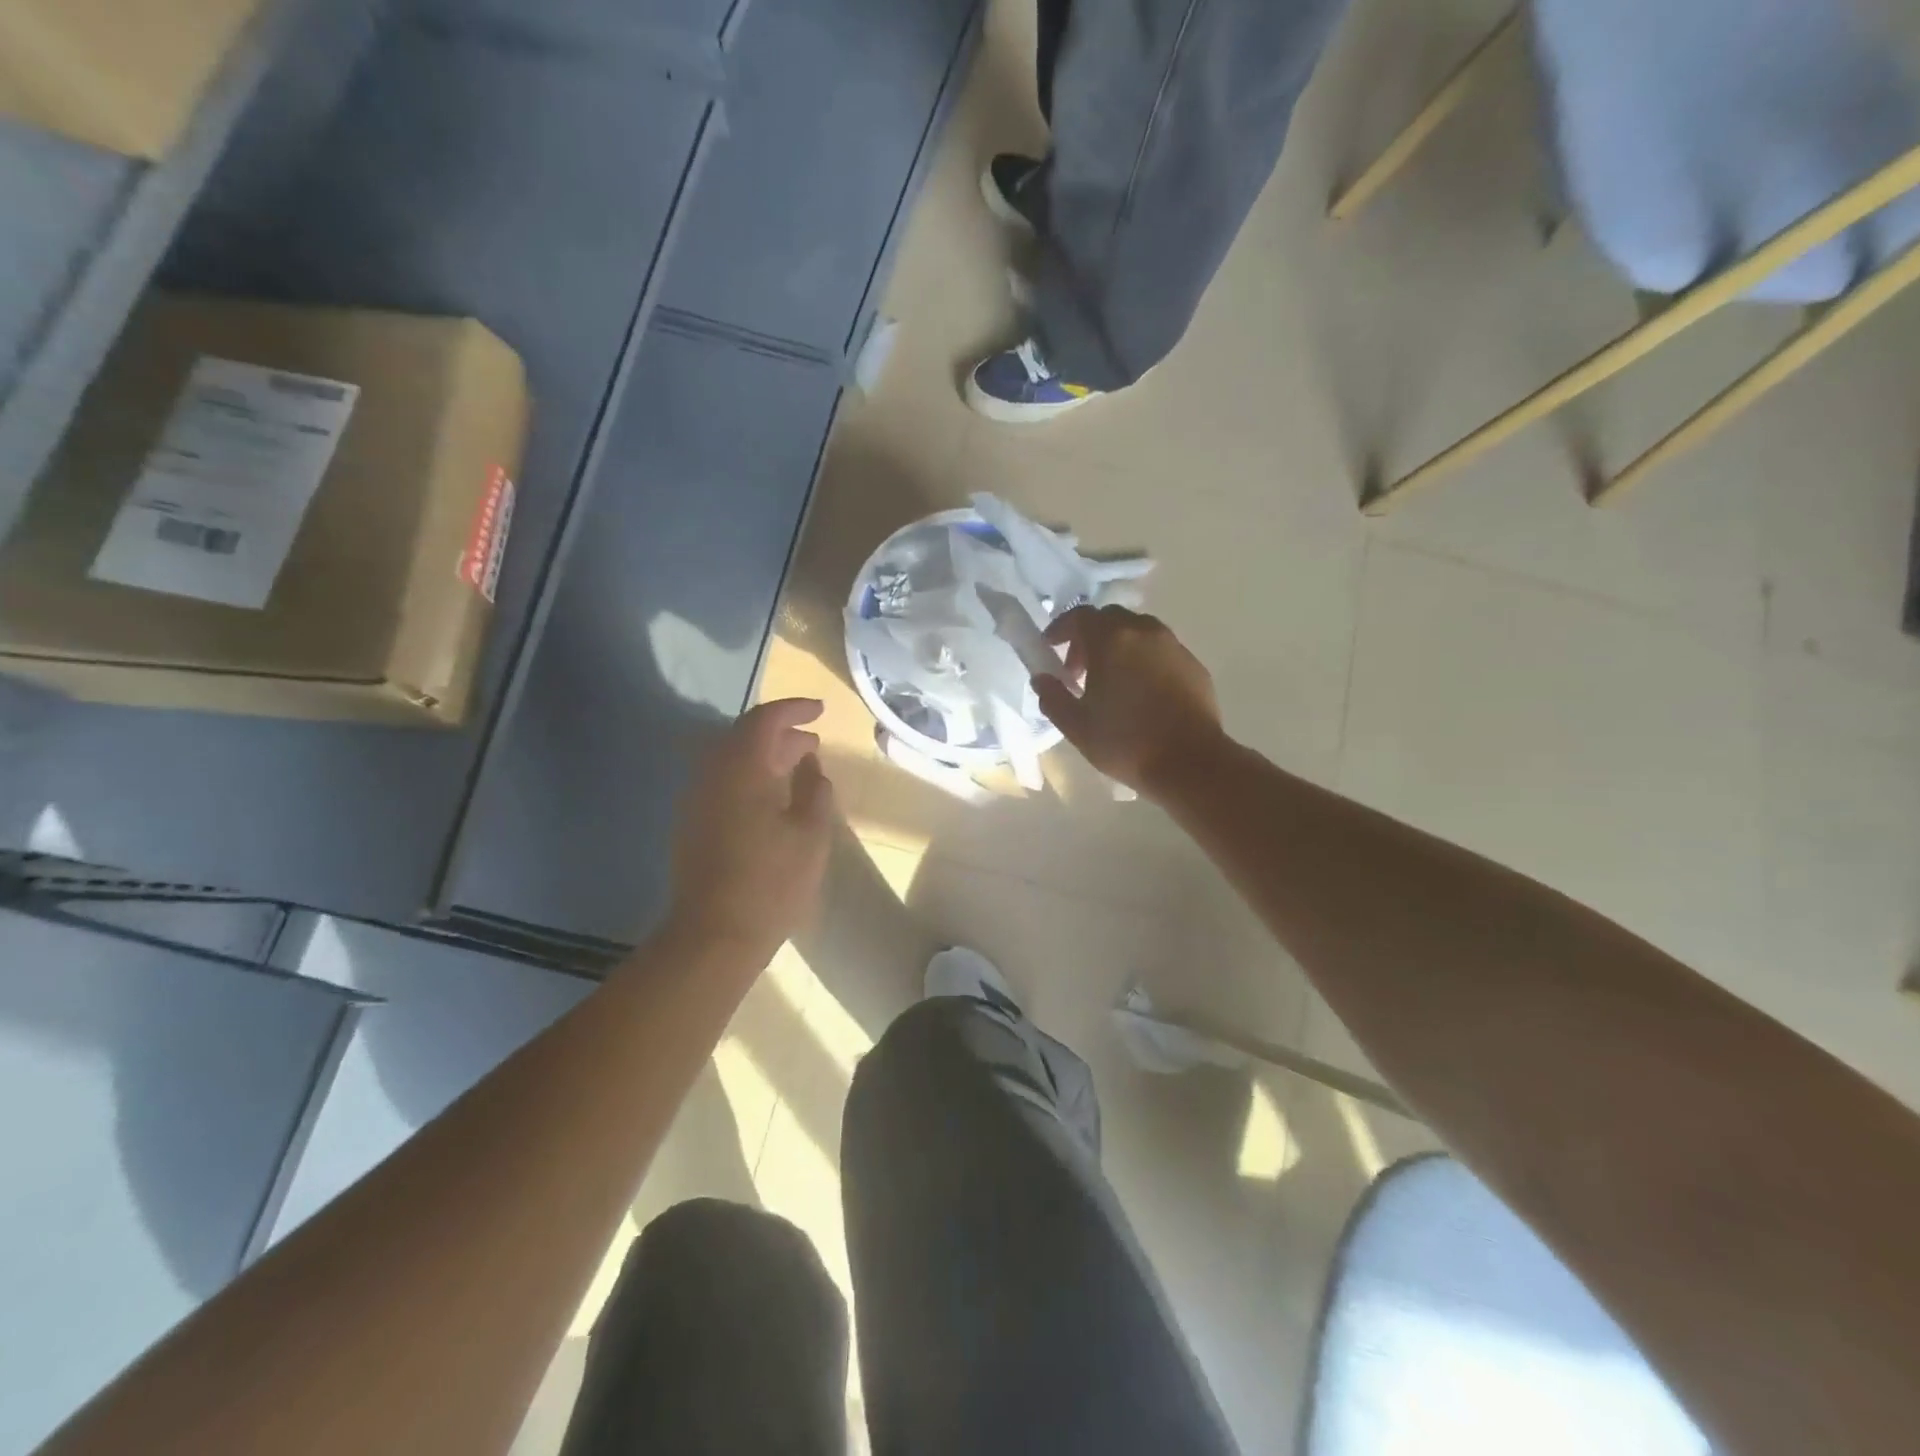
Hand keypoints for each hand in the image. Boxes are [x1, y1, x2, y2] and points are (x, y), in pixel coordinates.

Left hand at [669, 699, 835, 959]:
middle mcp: (712, 775)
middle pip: (744, 736)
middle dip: (781, 733)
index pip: (764, 719)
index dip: (793, 709)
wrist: (713, 936)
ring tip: (798, 768)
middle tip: (813, 743)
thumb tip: (811, 767)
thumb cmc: (771, 883)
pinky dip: (750, 777)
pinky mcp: (692, 824)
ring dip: (765, 756)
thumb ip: (815, 791)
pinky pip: (723, 783)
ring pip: (731, 760)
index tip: (820, 710)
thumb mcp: (810, 834)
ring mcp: (697, 800)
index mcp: (741, 770)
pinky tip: (773, 800)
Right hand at [1033, 606, 1225, 797]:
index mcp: (1112, 640)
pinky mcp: (1193, 665)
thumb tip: (1041, 679)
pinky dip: (1143, 660)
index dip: (1061, 628)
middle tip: (1079, 671)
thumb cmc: (1126, 743)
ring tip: (1111, 682)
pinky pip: (1160, 650)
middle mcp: (1144, 632)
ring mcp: (1173, 646)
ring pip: (1138, 632)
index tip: (1051, 649)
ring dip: (1118, 647)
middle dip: (1089, 638)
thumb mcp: (1077, 726)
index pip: (1080, 615)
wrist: (1190, 763)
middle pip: (1110, 619)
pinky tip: (1141, 693)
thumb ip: (1053, 697)